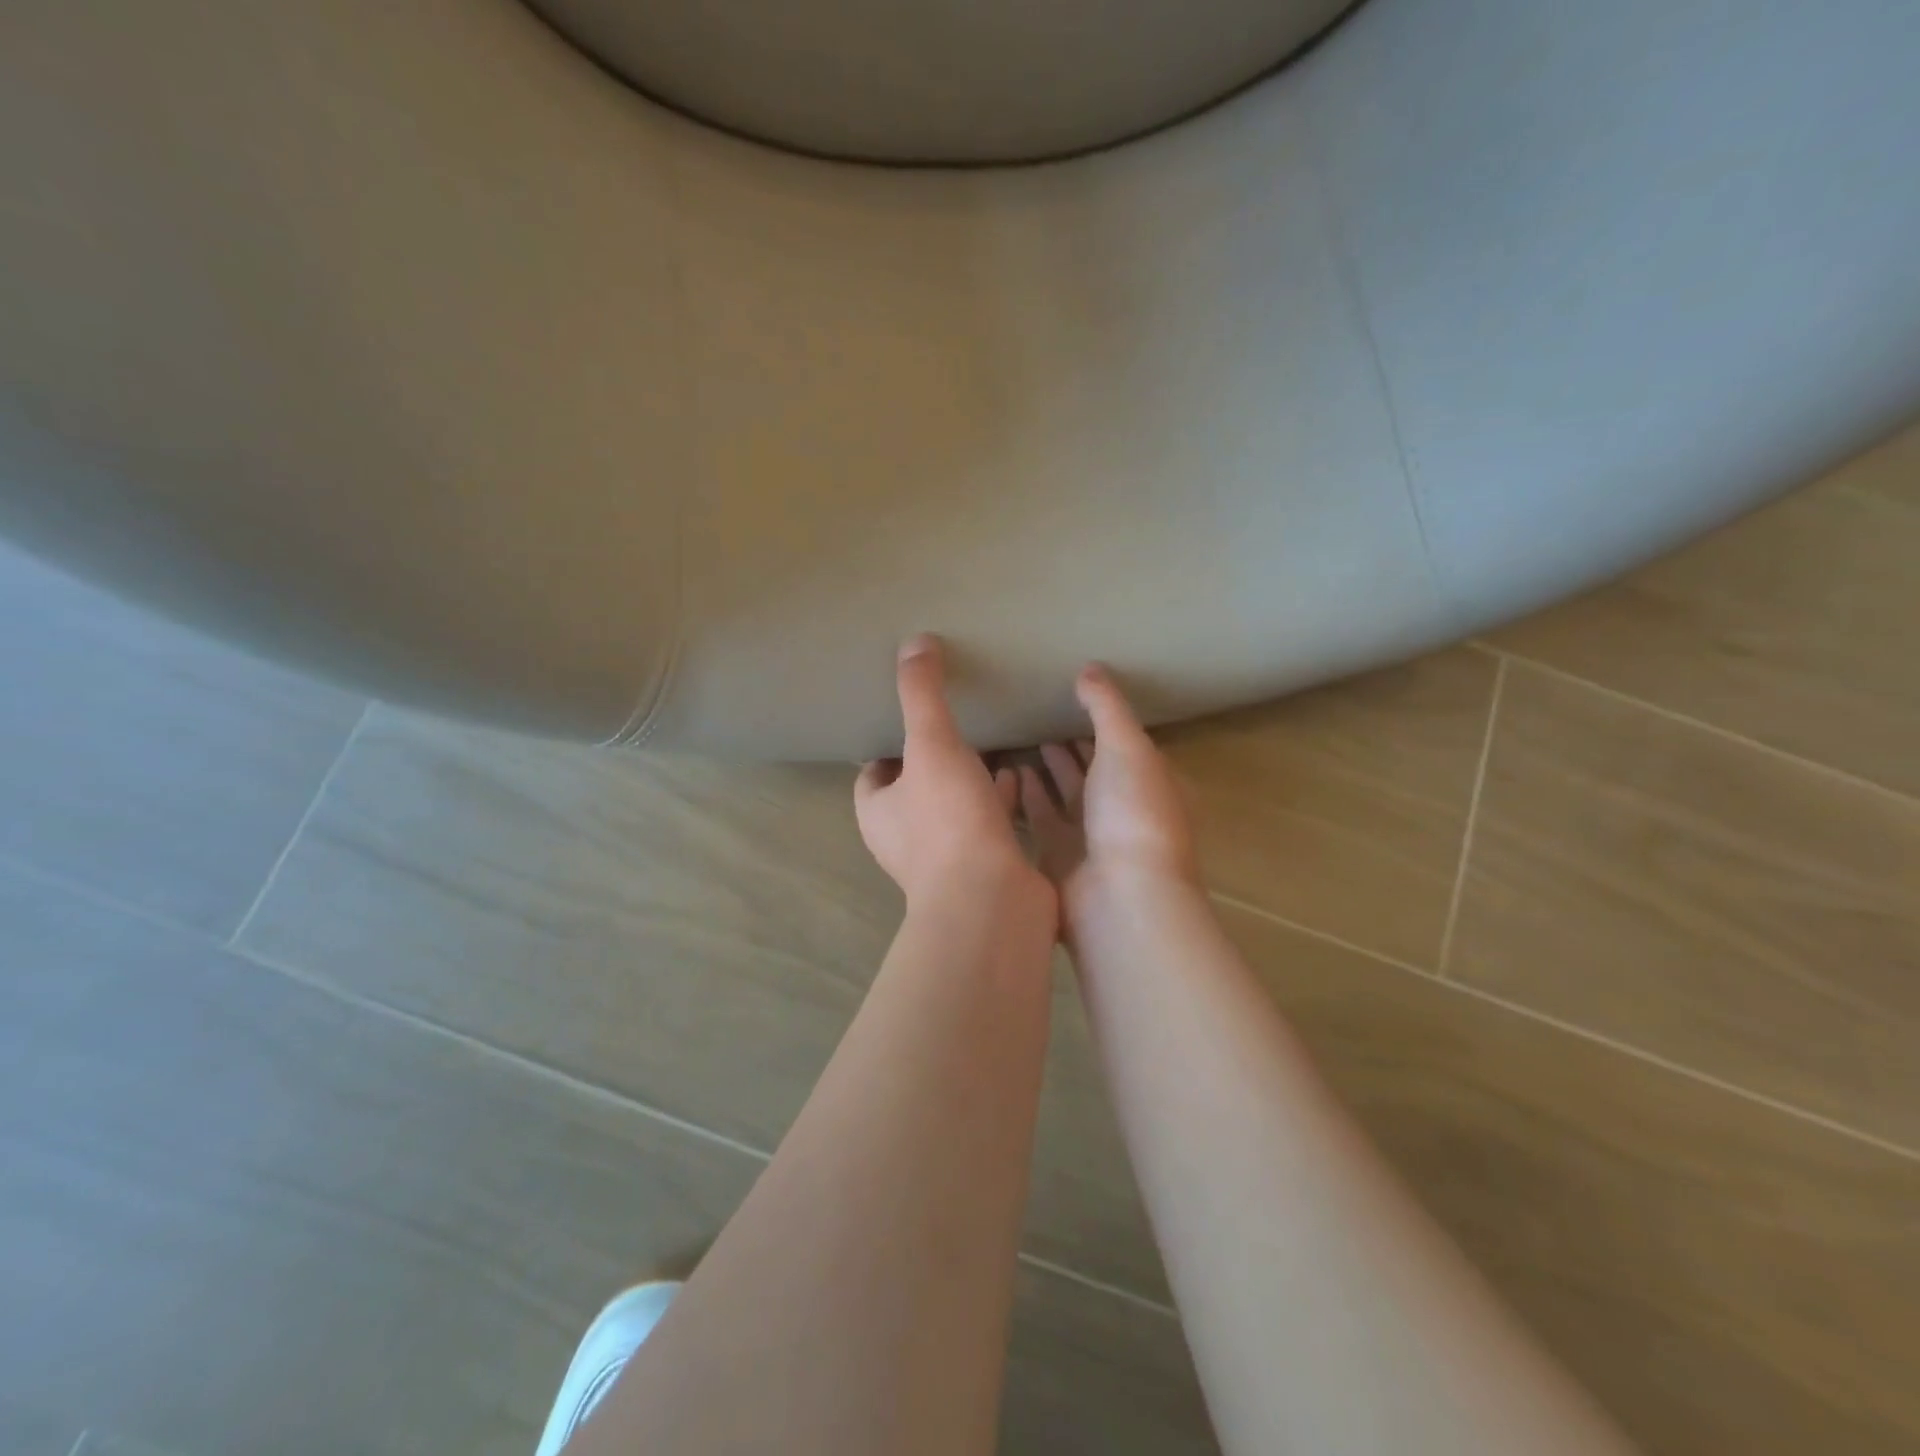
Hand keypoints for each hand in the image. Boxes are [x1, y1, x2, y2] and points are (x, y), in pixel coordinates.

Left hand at [856, 636, 1050, 911]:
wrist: (993, 902)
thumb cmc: (950, 822)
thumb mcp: (931, 745)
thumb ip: (921, 694)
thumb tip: (914, 642)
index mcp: (878, 812)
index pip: (872, 772)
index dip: (888, 745)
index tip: (912, 718)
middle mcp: (904, 838)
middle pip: (914, 788)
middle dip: (932, 760)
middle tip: (957, 724)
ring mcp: (945, 858)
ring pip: (952, 808)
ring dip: (967, 780)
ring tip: (991, 742)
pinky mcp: (984, 868)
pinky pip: (987, 824)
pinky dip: (999, 801)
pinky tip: (1020, 775)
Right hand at [1019, 664, 1199, 923]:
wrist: (1119, 898)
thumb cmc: (1133, 814)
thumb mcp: (1127, 747)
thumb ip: (1106, 706)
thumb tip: (1089, 668)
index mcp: (1151, 784)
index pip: (1126, 744)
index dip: (1103, 720)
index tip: (1072, 694)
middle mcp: (1122, 810)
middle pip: (1093, 769)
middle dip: (1072, 744)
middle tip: (1038, 712)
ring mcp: (1091, 837)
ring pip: (1064, 794)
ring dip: (1046, 769)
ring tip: (1018, 736)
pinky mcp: (1058, 857)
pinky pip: (1039, 818)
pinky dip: (1026, 796)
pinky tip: (1006, 771)